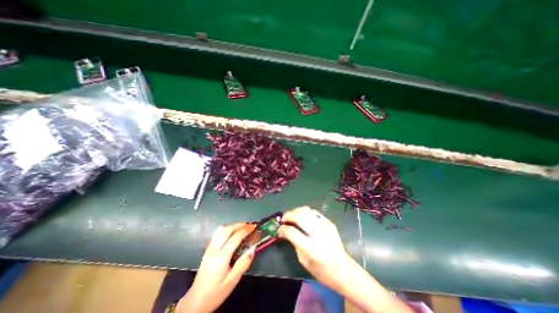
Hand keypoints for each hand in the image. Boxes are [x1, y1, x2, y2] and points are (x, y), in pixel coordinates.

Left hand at [178, 223, 256, 312]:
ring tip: (242, 228)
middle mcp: (214, 249)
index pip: (235, 237)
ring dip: (232, 226)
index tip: (254, 227)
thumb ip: (243, 263)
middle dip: (240, 225)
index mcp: (221, 258)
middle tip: (250, 225)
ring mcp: (209, 248)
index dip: (246, 230)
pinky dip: (227, 229)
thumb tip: (253, 248)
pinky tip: (232, 234)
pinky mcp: (207, 250)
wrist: (194, 303)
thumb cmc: (215, 293)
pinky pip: (217, 234)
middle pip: (227, 229)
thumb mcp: (232, 281)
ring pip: (221, 230)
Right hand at [279, 207, 413, 312]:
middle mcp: (318, 234)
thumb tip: (287, 231)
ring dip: (296, 211)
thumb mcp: (304, 261)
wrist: (343, 269)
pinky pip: (314, 212)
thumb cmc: (322, 271)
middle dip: (288, 215)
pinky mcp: (329, 222)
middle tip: (283, 219)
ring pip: (307, 210)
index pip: (292, 232)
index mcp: (312, 248)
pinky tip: (303, 218)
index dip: (283, 229)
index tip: (279, 230)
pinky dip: (305, 212)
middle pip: (299, 217)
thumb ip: (295, 244)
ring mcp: (325, 226)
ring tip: (292, 216)